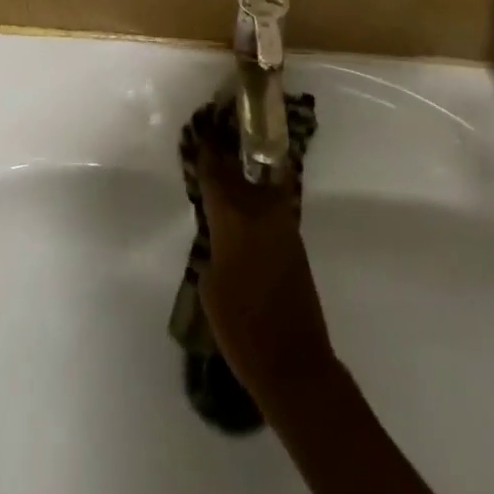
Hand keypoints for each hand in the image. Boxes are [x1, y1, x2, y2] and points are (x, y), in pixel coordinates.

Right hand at [196, 136, 335, 405]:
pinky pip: (272, 203)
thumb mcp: (210, 284)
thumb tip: (220, 231)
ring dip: (246, 169)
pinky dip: (260, 191)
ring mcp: (282, 226)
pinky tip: (248, 193)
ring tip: (230, 156)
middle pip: (240, 171)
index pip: (215, 175)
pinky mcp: (295, 242)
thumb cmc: (242, 328)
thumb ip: (213, 246)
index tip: (199, 129)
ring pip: (260, 184)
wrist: (294, 364)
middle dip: (227, 152)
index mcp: (233, 221)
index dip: (205, 152)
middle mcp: (260, 213)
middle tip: (214, 132)